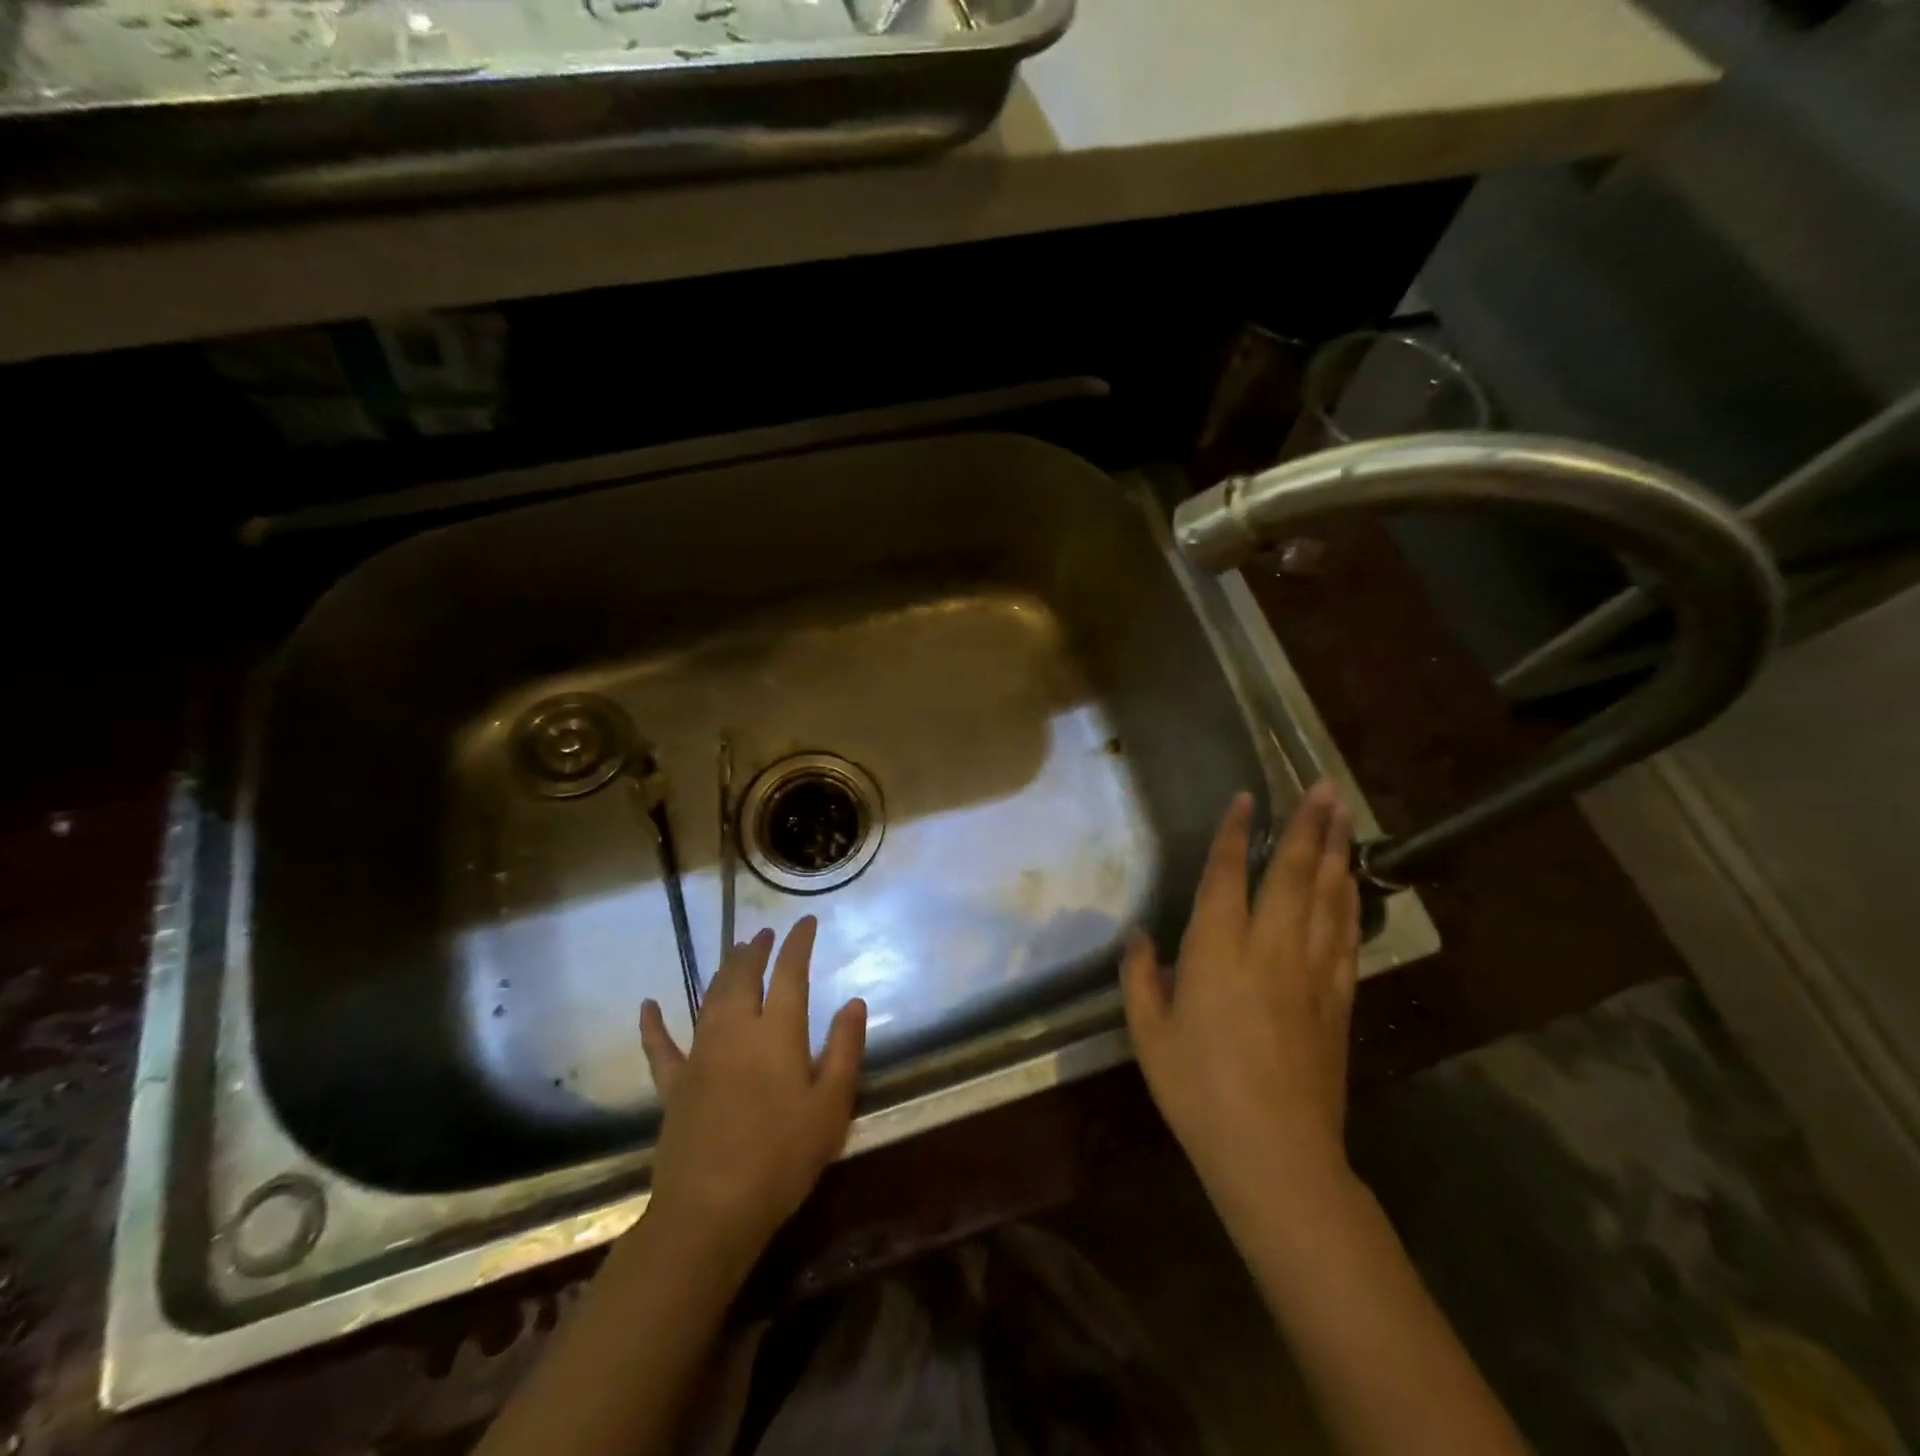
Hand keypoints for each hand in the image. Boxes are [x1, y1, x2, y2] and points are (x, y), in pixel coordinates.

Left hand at [638, 918, 866, 1269]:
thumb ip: (845, 1049)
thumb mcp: (832, 1105)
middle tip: (765, 935)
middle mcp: (736, 1031)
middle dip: (756, 952)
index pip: (790, 974)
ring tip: (734, 955)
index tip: (806, 922)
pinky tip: (648, 1005)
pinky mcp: (673, 1086)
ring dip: (723, 973)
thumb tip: (854, 1001)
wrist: (711, 1210)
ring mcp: (699, 1056)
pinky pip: (660, 1047)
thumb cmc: (783, 1157)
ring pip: (710, 1000)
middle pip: (744, 977)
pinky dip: (653, 1025)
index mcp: (778, 1033)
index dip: (798, 944)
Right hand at [1121, 781, 1360, 1203]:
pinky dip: (1350, 904)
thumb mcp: (1149, 1035)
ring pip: (1328, 898)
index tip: (1248, 798)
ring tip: (1344, 816)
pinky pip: (1346, 938)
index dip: (1237, 833)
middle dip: (1308, 826)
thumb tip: (1139, 936)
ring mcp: (1311, 973)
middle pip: (1293, 874)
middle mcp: (1269, 949)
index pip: (1228, 875)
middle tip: (1324, 785)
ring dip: (1336, 852)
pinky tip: (1352, 884)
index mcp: (1218, 951)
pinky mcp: (1337, 1001)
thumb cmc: (1199, 1090)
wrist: (1275, 1154)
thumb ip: (1141, 978)